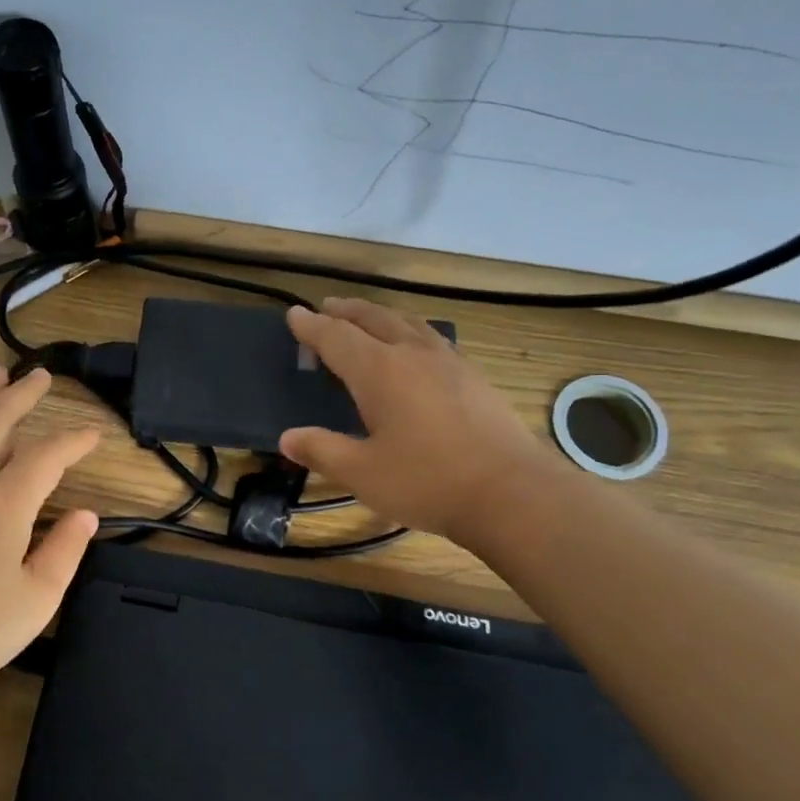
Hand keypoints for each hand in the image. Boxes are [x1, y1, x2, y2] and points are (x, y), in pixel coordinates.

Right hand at [279, 298, 558, 544]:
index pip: (336, 337)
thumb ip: (322, 450)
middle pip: (375, 319)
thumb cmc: (427, 481)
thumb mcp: (362, 473)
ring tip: (369, 320)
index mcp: (380, 372)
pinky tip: (417, 351)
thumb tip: (287, 438)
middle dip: (347, 311)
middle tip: (327, 307)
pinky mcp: (475, 378)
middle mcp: (413, 355)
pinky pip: (433, 340)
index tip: (293, 314)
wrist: (512, 492)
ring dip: (381, 316)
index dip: (311, 326)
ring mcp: (450, 363)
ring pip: (409, 324)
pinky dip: (410, 333)